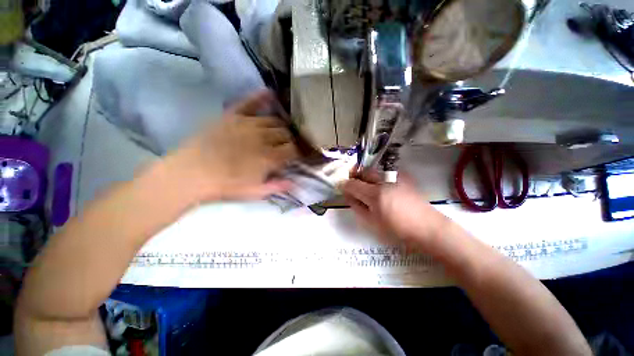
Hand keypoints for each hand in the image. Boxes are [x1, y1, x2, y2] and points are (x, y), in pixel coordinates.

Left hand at [166, 90, 298, 200]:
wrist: (192, 173)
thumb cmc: (226, 186)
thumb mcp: (255, 192)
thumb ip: (277, 186)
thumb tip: (295, 181)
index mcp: (269, 157)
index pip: (293, 150)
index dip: (296, 153)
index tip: (295, 157)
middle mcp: (263, 137)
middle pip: (285, 133)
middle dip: (290, 140)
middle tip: (286, 146)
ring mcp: (248, 123)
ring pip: (274, 120)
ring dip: (281, 126)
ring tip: (279, 131)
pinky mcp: (233, 116)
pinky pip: (250, 103)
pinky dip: (261, 97)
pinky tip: (270, 93)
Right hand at [342, 172, 453, 249]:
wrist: (427, 227)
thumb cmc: (397, 229)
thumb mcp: (372, 222)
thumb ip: (356, 206)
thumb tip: (348, 195)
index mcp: (375, 194)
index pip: (352, 183)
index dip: (344, 185)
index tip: (343, 189)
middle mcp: (384, 180)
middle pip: (362, 171)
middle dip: (355, 176)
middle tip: (353, 187)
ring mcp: (395, 176)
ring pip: (373, 171)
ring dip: (365, 177)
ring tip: (367, 189)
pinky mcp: (403, 176)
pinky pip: (384, 173)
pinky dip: (377, 179)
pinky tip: (382, 189)